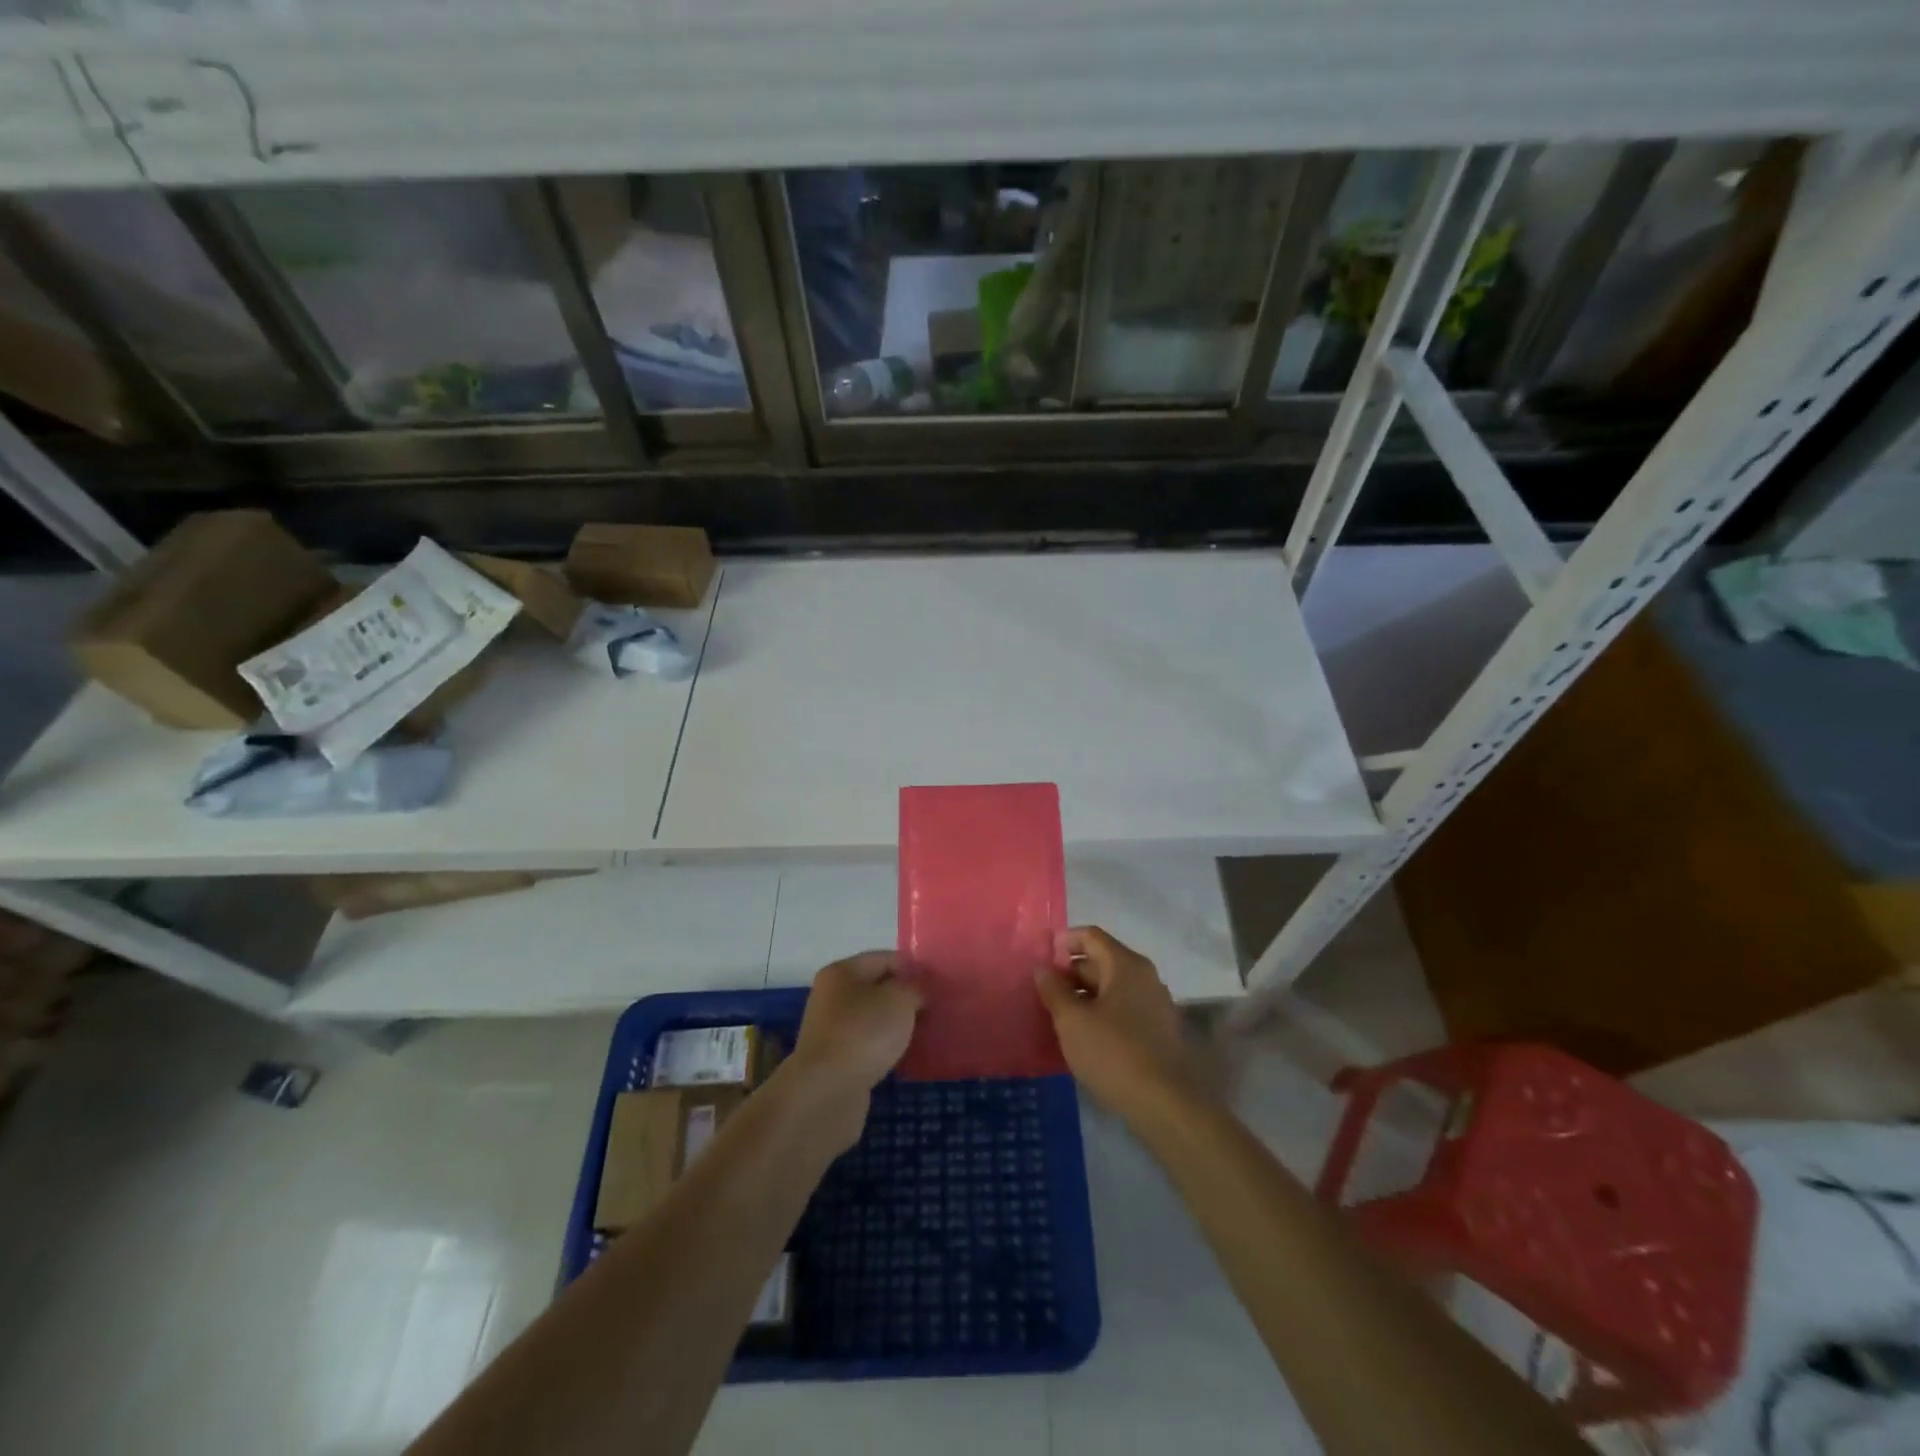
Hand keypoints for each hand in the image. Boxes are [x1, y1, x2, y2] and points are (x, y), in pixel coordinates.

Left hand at [788, 951, 922, 1149]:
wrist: (827, 1093)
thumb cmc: (863, 1033)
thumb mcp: (899, 1000)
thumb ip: (914, 988)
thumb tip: (917, 991)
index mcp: (842, 972)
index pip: (885, 959)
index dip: (914, 968)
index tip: (939, 985)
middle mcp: (832, 997)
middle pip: (878, 989)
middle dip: (907, 998)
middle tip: (937, 1009)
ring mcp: (833, 1031)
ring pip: (875, 1019)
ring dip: (899, 1025)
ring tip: (928, 1033)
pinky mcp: (837, 1061)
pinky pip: (870, 1045)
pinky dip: (888, 1048)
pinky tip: (908, 1057)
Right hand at [1035, 926, 1207, 1125]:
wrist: (1166, 1105)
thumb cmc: (1113, 1053)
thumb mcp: (1072, 1021)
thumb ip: (1054, 991)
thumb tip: (1042, 968)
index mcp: (1126, 965)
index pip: (1091, 937)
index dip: (1064, 942)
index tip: (1041, 959)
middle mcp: (1145, 977)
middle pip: (1102, 960)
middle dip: (1071, 972)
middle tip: (1044, 993)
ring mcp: (1155, 1004)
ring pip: (1113, 987)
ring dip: (1085, 995)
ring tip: (1059, 1016)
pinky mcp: (1159, 1031)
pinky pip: (1123, 1009)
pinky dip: (1101, 1013)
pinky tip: (1085, 1036)